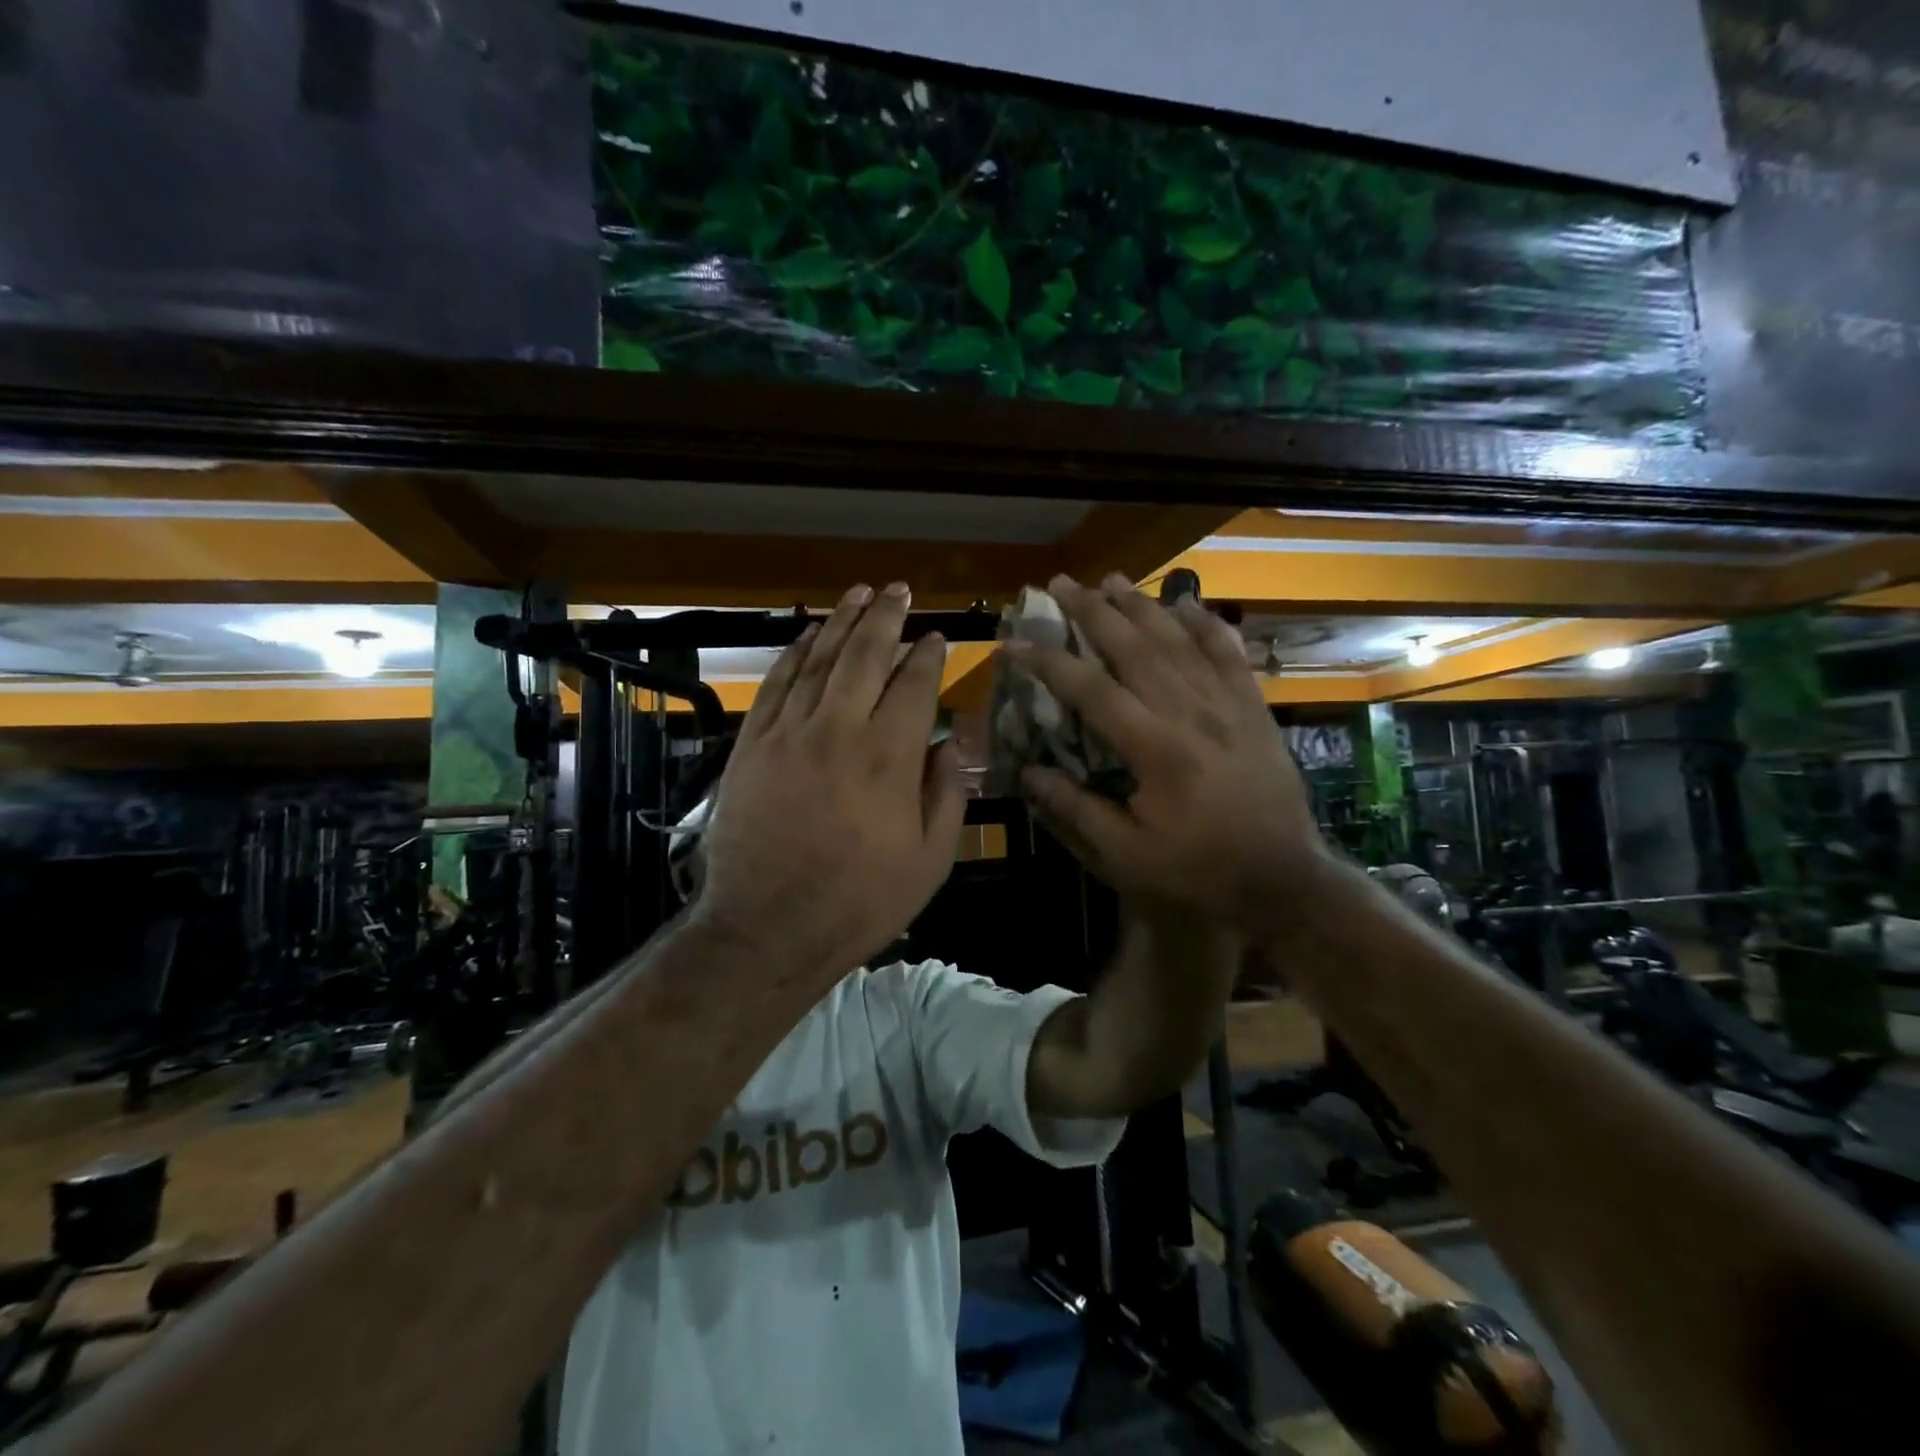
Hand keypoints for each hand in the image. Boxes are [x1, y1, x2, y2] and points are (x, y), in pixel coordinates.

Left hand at [695, 583, 965, 983]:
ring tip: (859, 593)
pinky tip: (809, 634)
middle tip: (898, 589)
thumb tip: (957, 738)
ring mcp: (789, 733)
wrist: (766, 929)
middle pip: (865, 656)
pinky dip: (795, 653)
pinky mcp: (752, 744)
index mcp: (889, 757)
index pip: (914, 685)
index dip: (928, 656)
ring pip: (819, 660)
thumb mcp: (929, 861)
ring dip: (842, 622)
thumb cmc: (858, 901)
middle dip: (885, 617)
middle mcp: (839, 729)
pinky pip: (776, 684)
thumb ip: (947, 792)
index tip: (937, 638)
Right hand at [1003, 574, 1327, 934]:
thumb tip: (1030, 772)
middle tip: (1061, 583)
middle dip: (1093, 611)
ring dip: (1142, 605)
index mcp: (1155, 750)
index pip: (1091, 690)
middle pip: (1135, 647)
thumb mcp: (1128, 854)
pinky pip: (1229, 654)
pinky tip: (1187, 604)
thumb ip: (1077, 810)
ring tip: (1111, 579)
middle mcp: (1190, 713)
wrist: (1284, 878)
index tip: (1014, 643)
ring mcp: (1227, 705)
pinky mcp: (1254, 708)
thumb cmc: (1200, 869)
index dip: (1048, 662)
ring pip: (1179, 641)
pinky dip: (1207, 625)